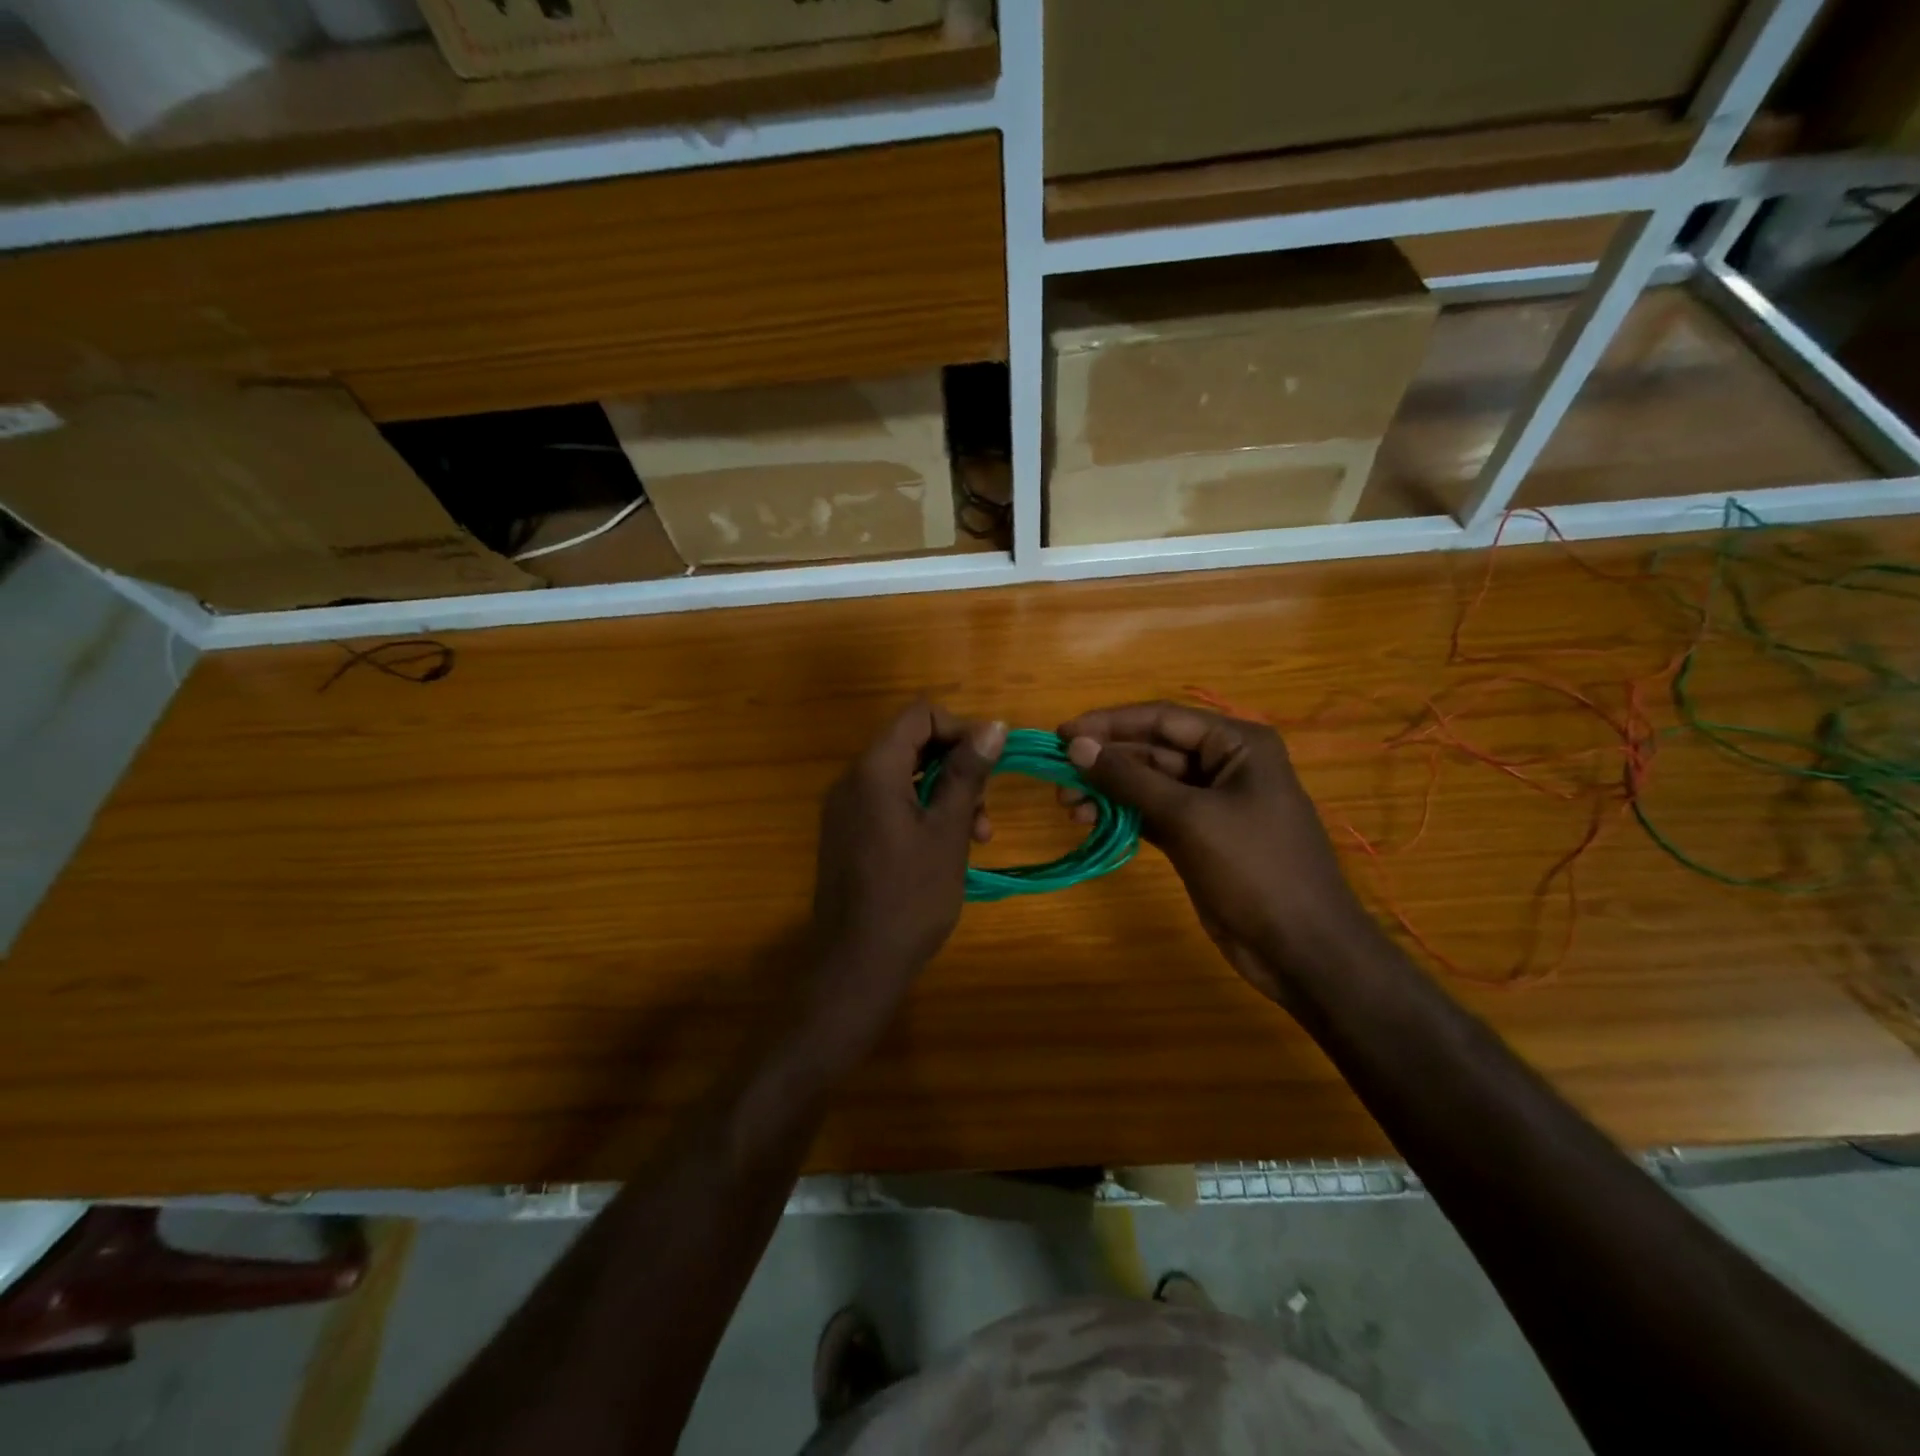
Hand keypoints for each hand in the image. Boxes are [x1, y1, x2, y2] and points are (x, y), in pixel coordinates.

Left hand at [811, 699, 1005, 998]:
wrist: (857, 965)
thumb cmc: (910, 897)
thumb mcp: (948, 831)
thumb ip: (966, 773)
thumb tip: (992, 725)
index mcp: (874, 771)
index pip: (918, 715)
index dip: (959, 729)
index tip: (989, 762)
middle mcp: (852, 780)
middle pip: (911, 744)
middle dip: (955, 766)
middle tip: (985, 807)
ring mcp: (845, 809)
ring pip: (903, 777)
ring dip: (944, 794)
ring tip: (977, 835)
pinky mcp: (846, 834)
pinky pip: (887, 804)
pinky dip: (921, 813)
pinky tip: (947, 848)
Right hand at [1058, 702, 1376, 1001]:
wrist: (1302, 949)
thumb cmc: (1254, 868)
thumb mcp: (1189, 817)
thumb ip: (1130, 779)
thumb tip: (1076, 745)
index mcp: (1236, 744)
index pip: (1162, 718)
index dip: (1108, 723)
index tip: (1061, 734)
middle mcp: (1223, 765)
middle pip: (1151, 750)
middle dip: (1105, 762)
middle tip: (1057, 776)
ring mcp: (1210, 803)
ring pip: (1147, 784)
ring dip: (1107, 790)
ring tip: (1066, 805)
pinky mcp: (1197, 837)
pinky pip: (1151, 813)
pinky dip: (1121, 815)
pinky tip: (1088, 820)